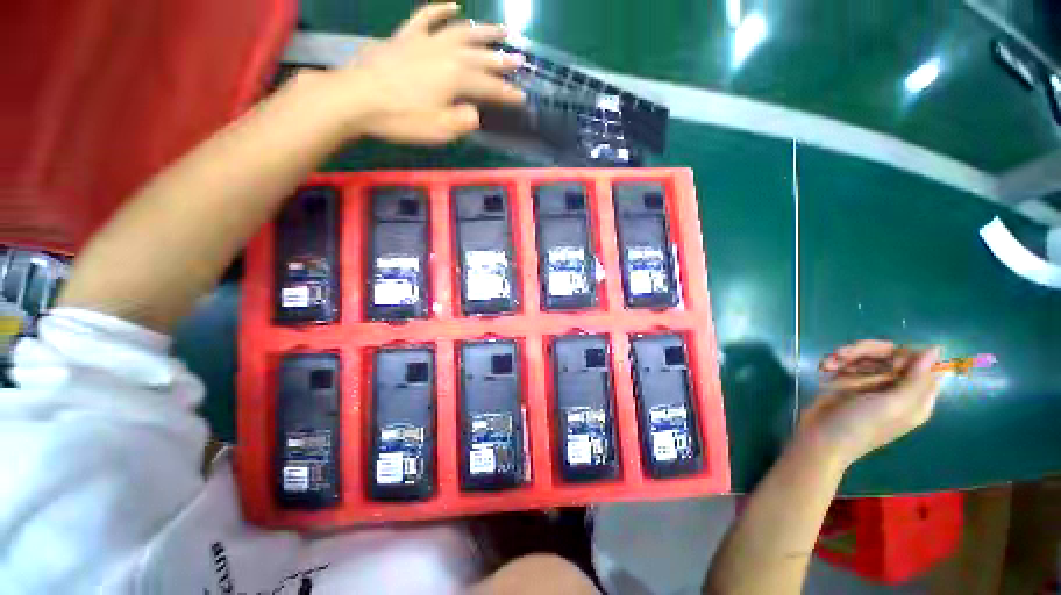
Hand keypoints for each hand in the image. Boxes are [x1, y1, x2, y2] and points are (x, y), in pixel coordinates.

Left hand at [329, 3, 524, 143]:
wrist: (357, 98)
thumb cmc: (401, 118)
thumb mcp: (438, 129)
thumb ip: (462, 121)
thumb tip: (474, 113)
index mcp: (456, 79)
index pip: (489, 87)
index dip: (507, 94)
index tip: (522, 98)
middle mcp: (446, 54)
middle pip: (480, 56)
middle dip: (502, 60)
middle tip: (520, 59)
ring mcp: (425, 42)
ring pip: (460, 31)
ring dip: (483, 30)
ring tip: (500, 29)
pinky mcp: (405, 37)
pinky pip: (426, 17)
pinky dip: (440, 10)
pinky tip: (454, 5)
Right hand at [798, 340, 942, 467]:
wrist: (820, 438)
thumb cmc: (860, 426)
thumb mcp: (892, 405)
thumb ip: (916, 379)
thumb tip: (936, 349)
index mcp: (915, 397)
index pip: (921, 363)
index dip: (903, 356)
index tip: (887, 360)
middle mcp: (896, 389)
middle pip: (890, 355)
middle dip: (867, 351)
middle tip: (844, 354)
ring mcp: (870, 385)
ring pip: (866, 356)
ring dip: (846, 356)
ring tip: (829, 364)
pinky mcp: (848, 383)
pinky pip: (847, 362)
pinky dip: (835, 362)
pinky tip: (825, 368)